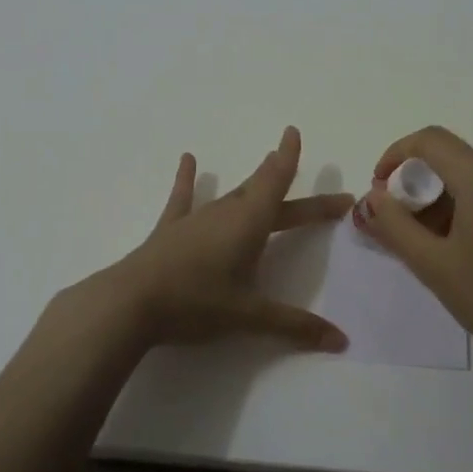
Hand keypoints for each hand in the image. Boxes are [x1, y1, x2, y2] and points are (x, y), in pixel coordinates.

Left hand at [103, 126, 352, 351]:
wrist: (131, 302)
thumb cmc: (196, 303)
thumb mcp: (249, 316)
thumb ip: (294, 325)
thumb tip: (341, 340)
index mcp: (249, 224)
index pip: (277, 184)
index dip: (290, 159)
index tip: (294, 131)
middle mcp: (225, 212)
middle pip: (265, 192)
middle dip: (292, 189)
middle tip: (323, 194)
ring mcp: (196, 218)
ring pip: (232, 194)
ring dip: (253, 184)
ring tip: (266, 164)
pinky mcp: (171, 229)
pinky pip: (184, 198)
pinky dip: (188, 179)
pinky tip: (187, 159)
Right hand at [361, 126, 472, 376]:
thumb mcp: (432, 264)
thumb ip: (393, 224)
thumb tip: (372, 197)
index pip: (429, 141)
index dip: (395, 157)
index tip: (378, 191)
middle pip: (450, 159)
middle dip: (416, 186)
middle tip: (396, 227)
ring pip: (470, 177)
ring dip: (439, 201)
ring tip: (424, 244)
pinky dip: (465, 208)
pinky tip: (457, 247)